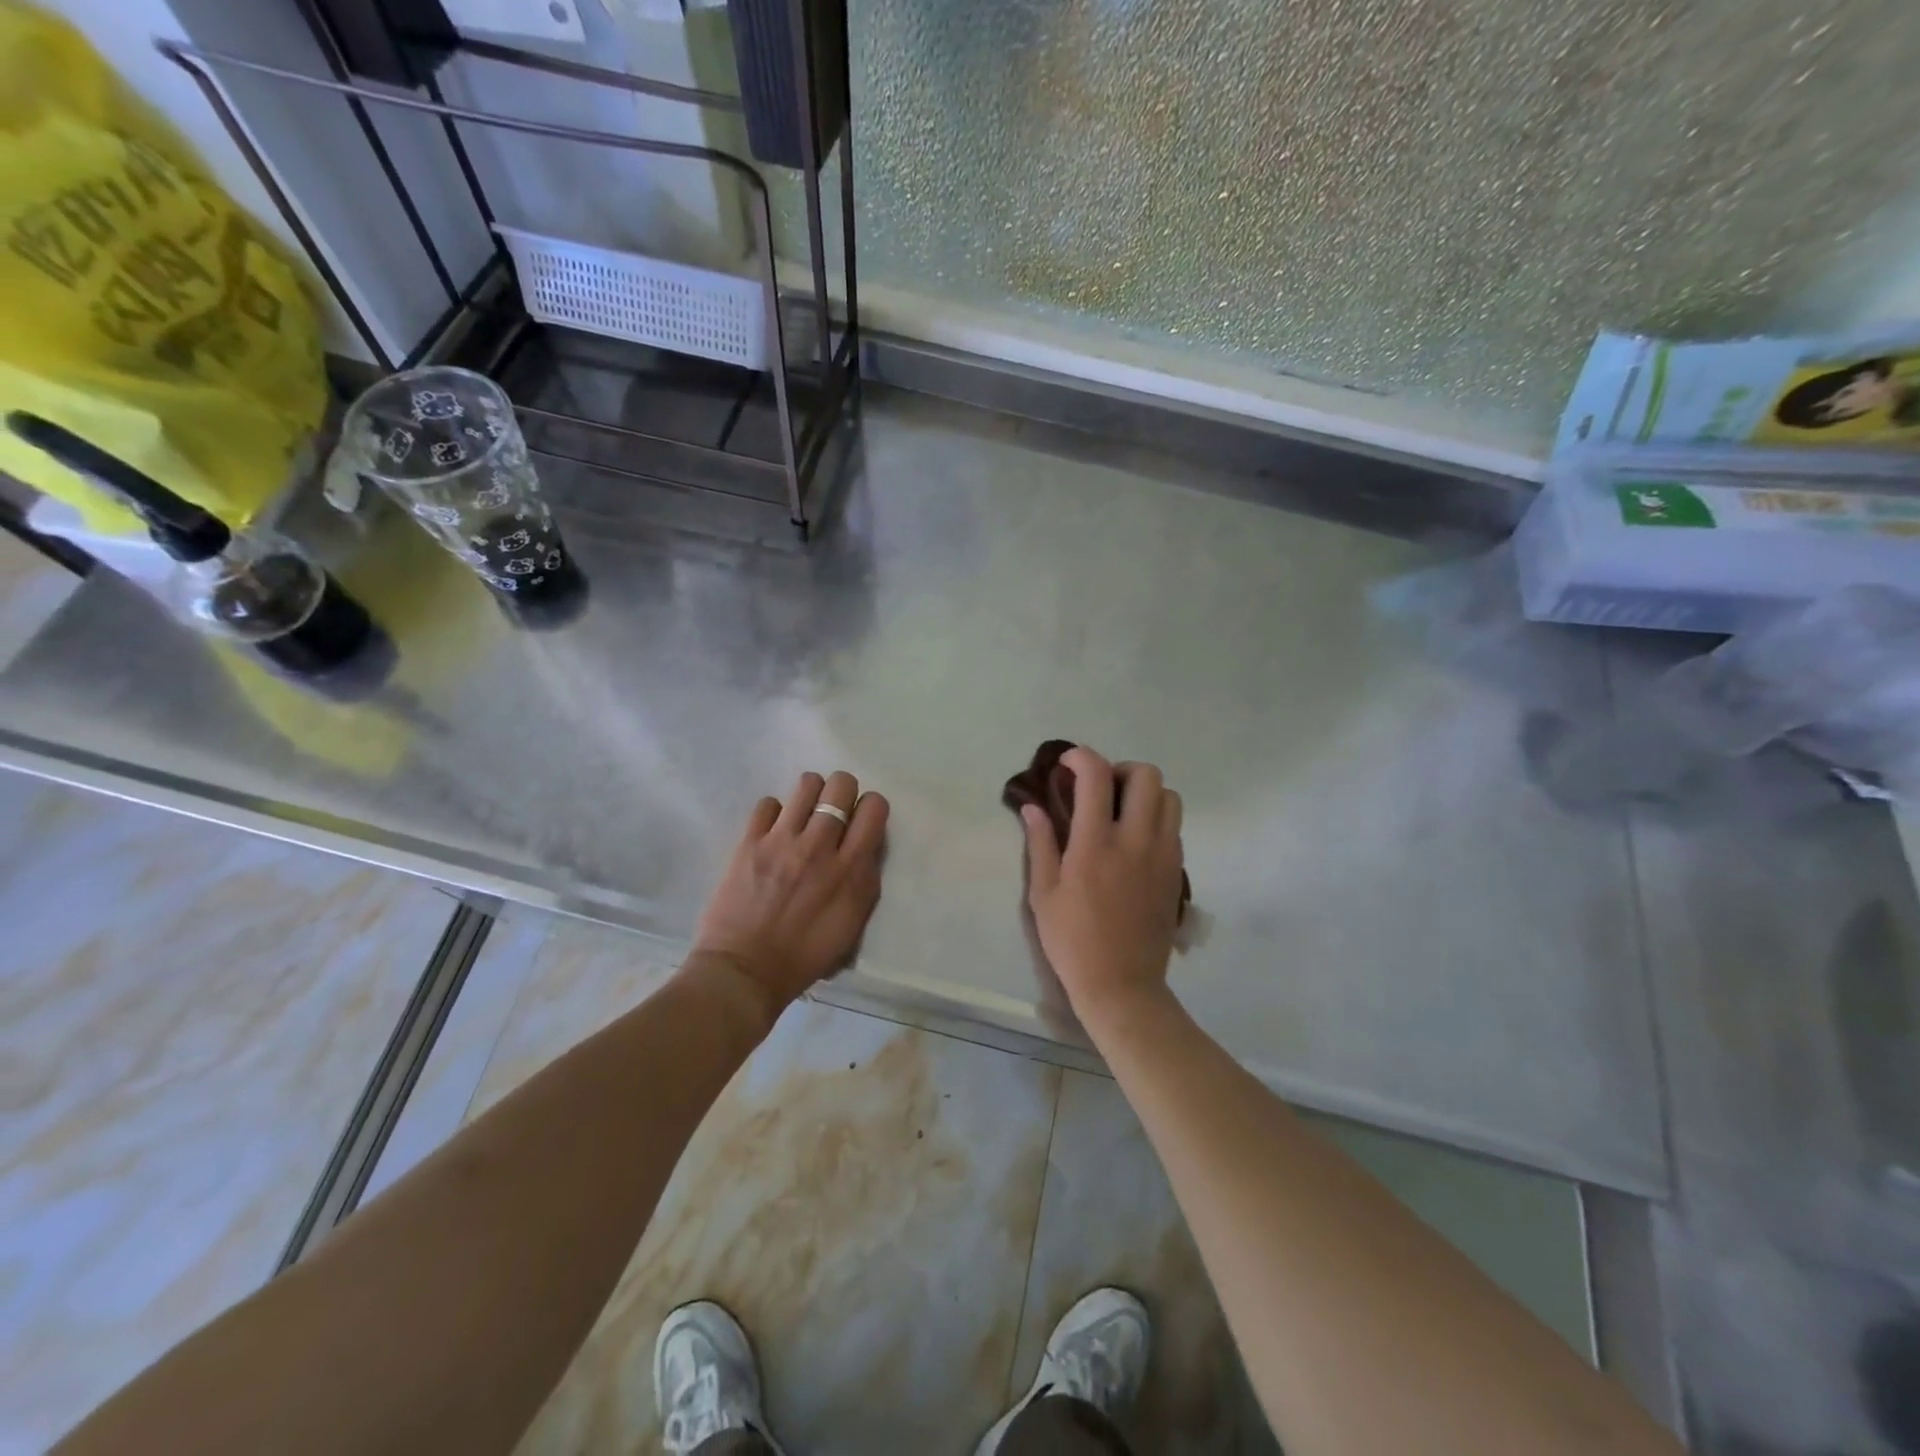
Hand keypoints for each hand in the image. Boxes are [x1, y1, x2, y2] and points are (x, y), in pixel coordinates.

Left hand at [692, 771, 888, 1017]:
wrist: (745, 971)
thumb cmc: (805, 956)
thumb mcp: (853, 923)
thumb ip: (865, 880)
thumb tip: (866, 847)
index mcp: (851, 869)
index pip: (874, 807)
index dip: (870, 809)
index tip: (860, 824)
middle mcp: (820, 846)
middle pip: (841, 784)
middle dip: (841, 793)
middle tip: (832, 815)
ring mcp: (782, 840)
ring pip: (806, 784)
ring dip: (810, 796)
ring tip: (802, 818)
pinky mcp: (750, 841)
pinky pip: (768, 803)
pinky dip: (774, 814)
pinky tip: (772, 834)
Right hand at [1020, 747, 1184, 1029]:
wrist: (1122, 985)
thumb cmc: (1072, 941)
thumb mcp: (1043, 894)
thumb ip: (1040, 843)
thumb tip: (1032, 806)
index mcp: (1095, 844)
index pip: (1097, 776)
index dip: (1082, 757)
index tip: (1068, 764)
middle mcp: (1135, 841)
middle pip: (1146, 775)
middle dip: (1121, 770)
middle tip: (1101, 790)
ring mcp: (1162, 855)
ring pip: (1170, 797)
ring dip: (1145, 793)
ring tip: (1121, 813)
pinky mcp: (1176, 872)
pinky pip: (1174, 827)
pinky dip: (1156, 819)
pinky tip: (1134, 842)